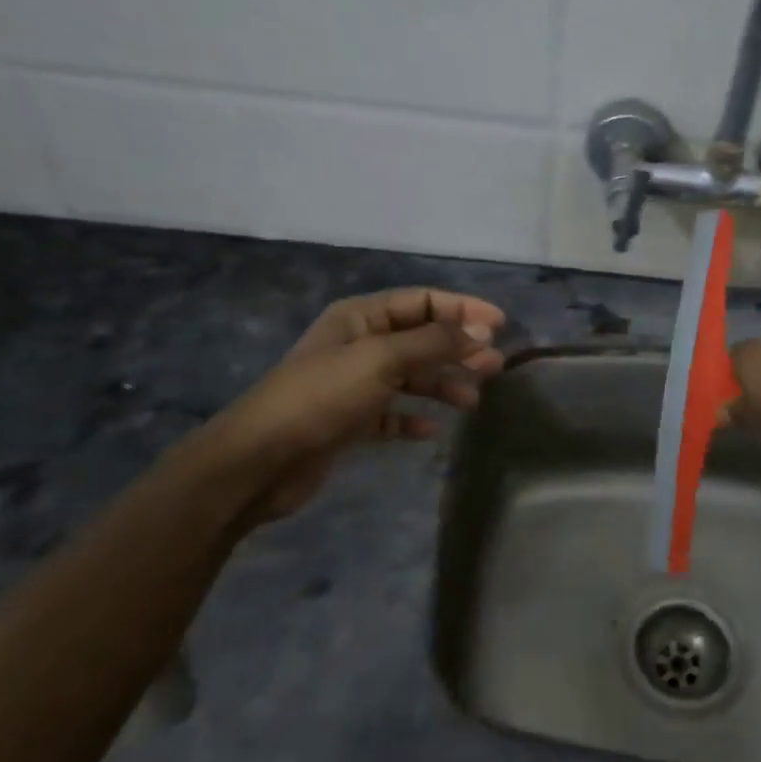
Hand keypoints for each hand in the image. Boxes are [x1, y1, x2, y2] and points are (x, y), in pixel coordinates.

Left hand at [205, 287, 506, 521]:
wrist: (260, 460)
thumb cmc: (323, 396)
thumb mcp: (382, 359)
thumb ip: (435, 343)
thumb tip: (483, 332)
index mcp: (361, 317)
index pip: (422, 301)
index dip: (462, 308)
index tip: (500, 325)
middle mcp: (359, 345)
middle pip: (420, 339)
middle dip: (458, 350)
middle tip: (495, 367)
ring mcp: (353, 384)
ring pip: (410, 377)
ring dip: (442, 385)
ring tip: (472, 401)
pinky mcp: (349, 421)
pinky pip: (392, 414)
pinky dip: (413, 419)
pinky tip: (432, 431)